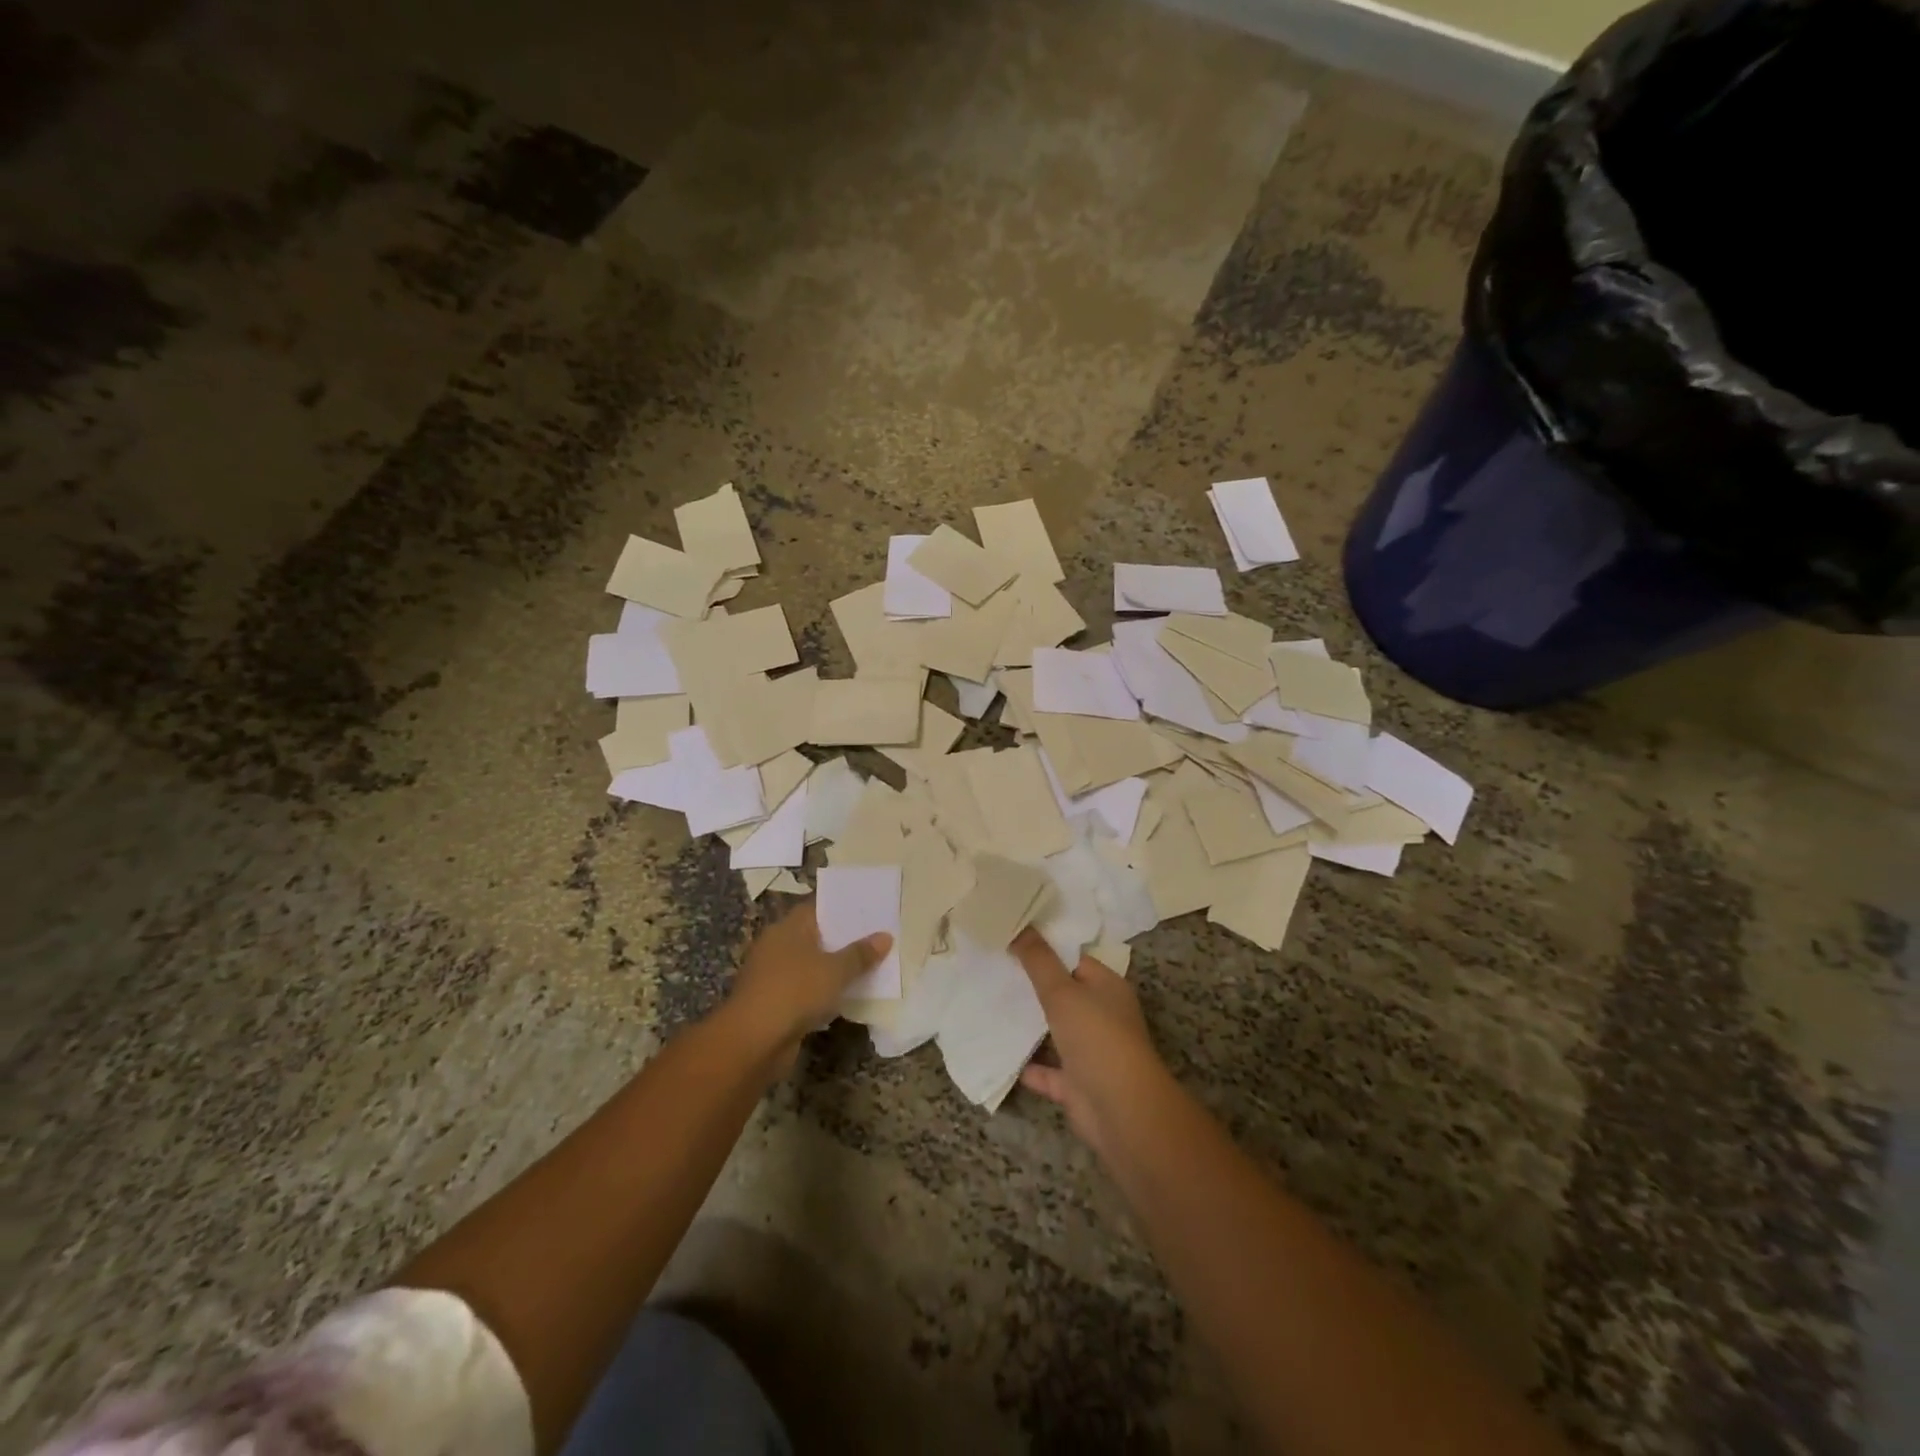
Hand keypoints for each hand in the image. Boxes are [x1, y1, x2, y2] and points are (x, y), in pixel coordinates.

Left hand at [727, 900, 891, 1068]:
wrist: (753, 1042)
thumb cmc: (795, 992)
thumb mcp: (835, 971)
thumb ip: (860, 954)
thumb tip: (885, 936)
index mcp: (788, 927)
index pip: (817, 907)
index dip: (843, 907)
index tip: (869, 908)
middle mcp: (777, 945)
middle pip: (815, 936)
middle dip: (843, 938)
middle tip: (877, 936)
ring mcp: (773, 975)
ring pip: (811, 965)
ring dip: (833, 968)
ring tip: (868, 965)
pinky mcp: (774, 1003)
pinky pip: (805, 990)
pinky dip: (823, 992)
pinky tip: (846, 996)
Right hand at [1011, 928, 1176, 1159]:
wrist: (1120, 1110)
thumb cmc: (1096, 1037)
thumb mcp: (1062, 990)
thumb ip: (1038, 960)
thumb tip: (1020, 925)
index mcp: (1107, 987)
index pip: (1074, 960)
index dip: (1046, 950)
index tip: (1012, 940)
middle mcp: (1102, 1016)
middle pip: (1064, 996)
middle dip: (1033, 987)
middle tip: (994, 970)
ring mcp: (1091, 1052)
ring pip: (1055, 1033)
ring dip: (1030, 1026)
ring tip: (991, 1006)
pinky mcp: (1078, 1085)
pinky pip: (1048, 1071)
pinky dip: (1029, 1066)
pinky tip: (1002, 1055)